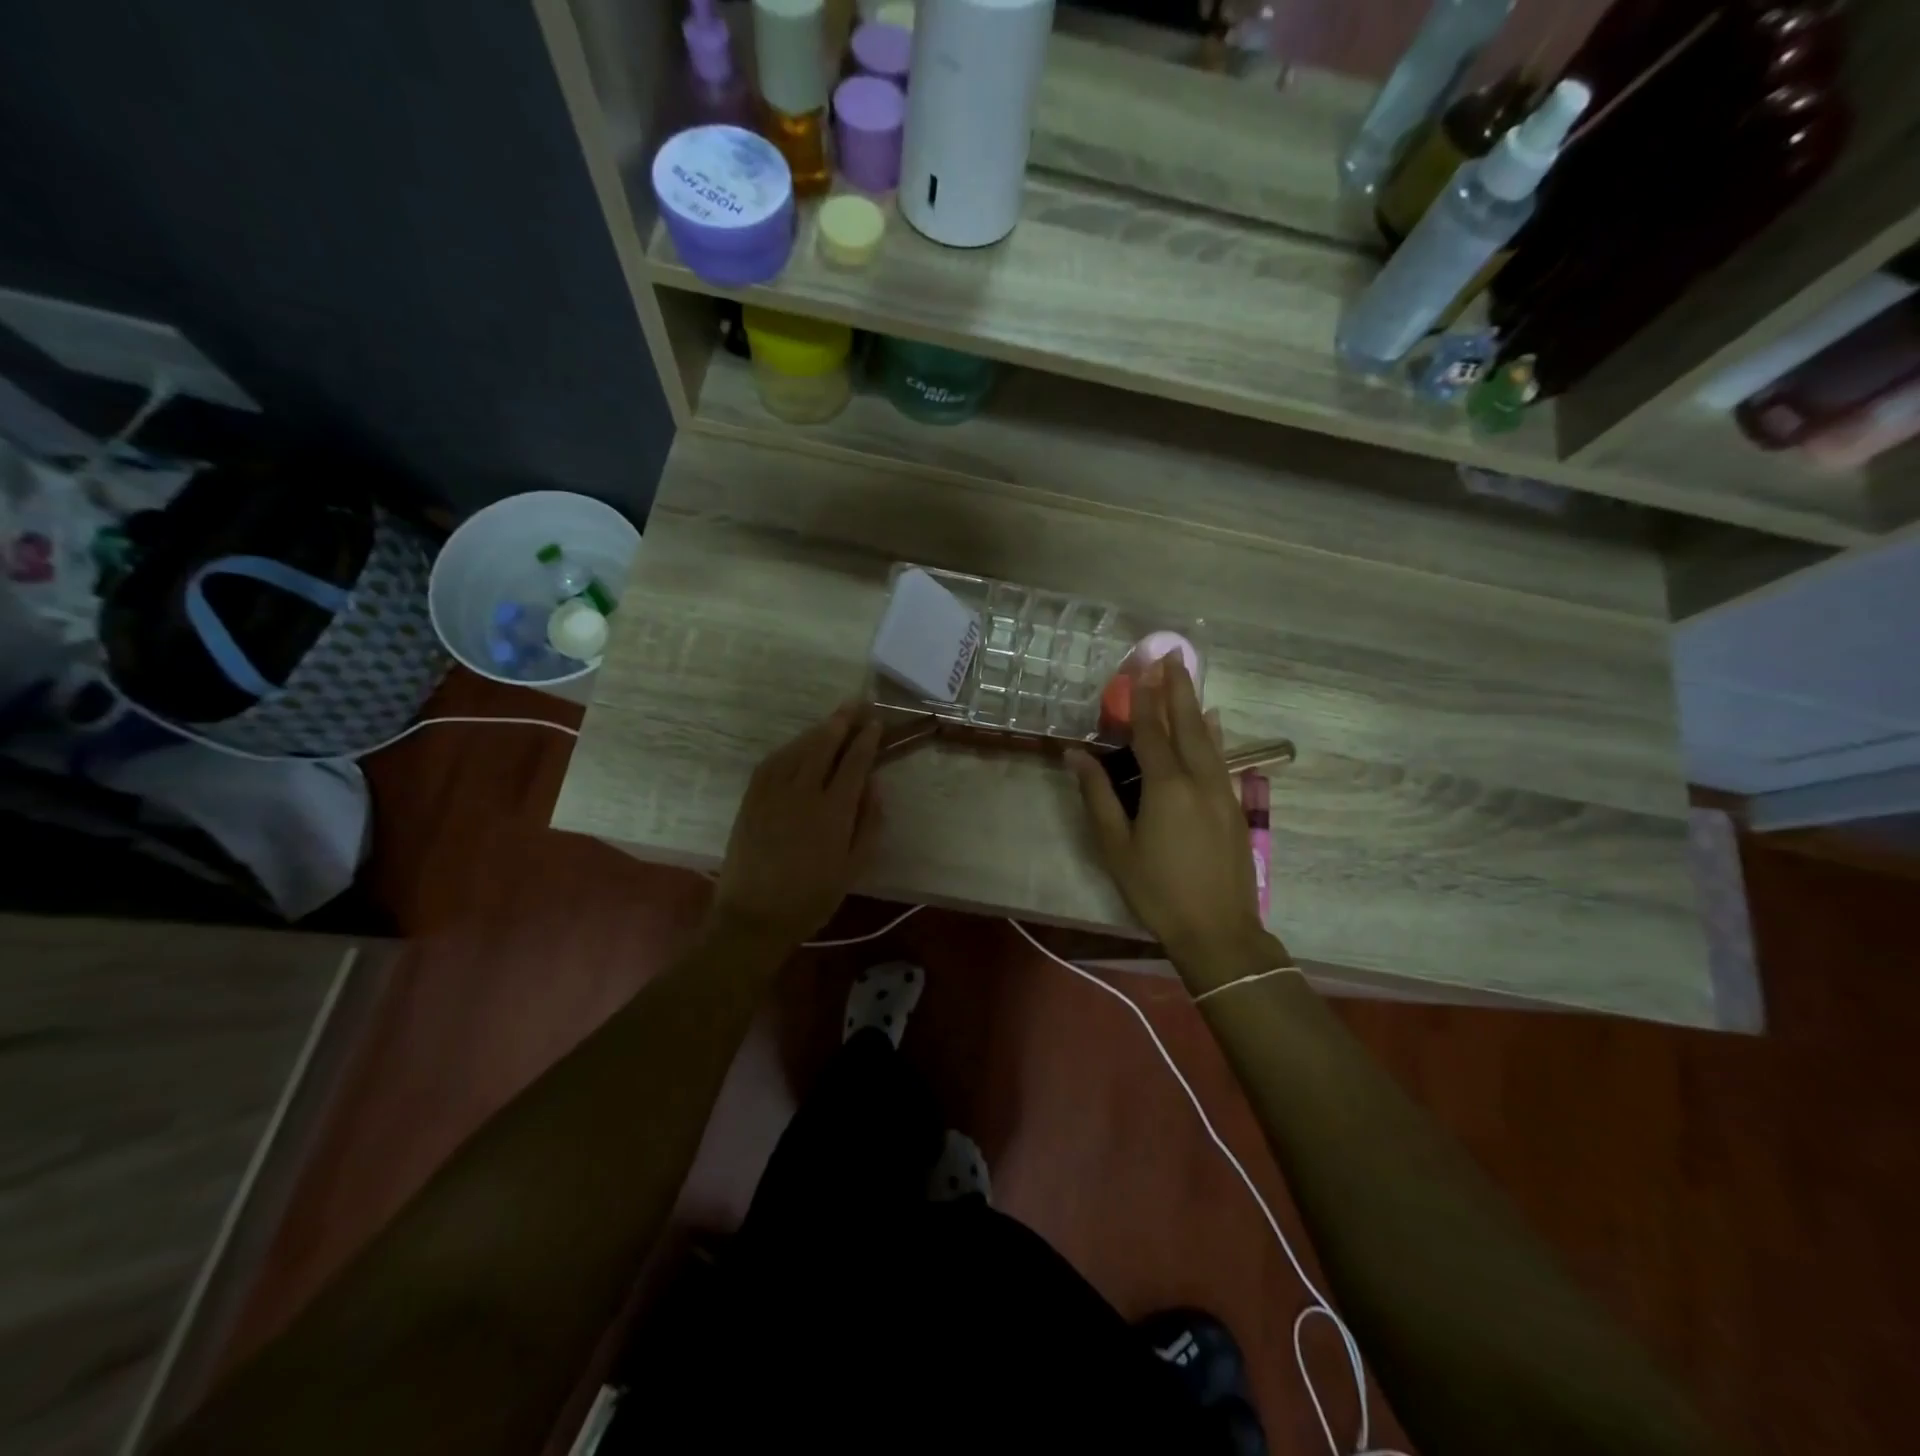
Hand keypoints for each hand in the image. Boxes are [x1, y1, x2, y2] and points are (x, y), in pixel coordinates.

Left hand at [713, 701, 881, 948]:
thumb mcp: (854, 867)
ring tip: (832, 720)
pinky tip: (799, 745)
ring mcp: (772, 793)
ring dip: (817, 730)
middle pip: (824, 744)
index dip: (866, 739)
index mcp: (834, 811)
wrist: (754, 917)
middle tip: (856, 704)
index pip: (854, 762)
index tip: (876, 724)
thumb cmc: (812, 899)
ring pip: (798, 748)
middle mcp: (803, 792)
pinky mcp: (751, 799)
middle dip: (842, 721)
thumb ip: (869, 823)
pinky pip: (772, 762)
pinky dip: (790, 748)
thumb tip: (874, 787)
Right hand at [1066, 663, 1287, 988]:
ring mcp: (1222, 793)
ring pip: (1208, 739)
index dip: (1142, 701)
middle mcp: (1199, 780)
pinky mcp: (1234, 808)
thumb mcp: (1116, 847)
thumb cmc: (1157, 891)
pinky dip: (1214, 735)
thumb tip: (1077, 755)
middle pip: (1186, 725)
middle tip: (1171, 656)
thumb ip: (1098, 797)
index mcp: (1167, 787)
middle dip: (1177, 689)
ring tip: (1188, 679)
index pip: (1151, 733)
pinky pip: (1221, 758)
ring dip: (1195, 706)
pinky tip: (1214, 725)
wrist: (1218, 930)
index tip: (1139, 670)